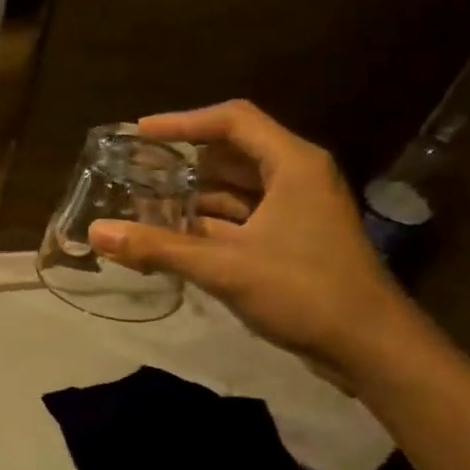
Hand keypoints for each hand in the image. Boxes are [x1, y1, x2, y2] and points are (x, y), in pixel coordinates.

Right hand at [87, 101, 424, 382]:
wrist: (372, 348)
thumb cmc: (304, 292)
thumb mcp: (224, 267)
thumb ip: (158, 247)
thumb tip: (96, 232)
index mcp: (292, 165)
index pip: (232, 120)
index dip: (183, 121)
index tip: (140, 132)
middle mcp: (296, 178)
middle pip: (232, 151)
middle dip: (184, 159)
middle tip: (137, 167)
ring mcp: (296, 210)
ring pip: (236, 187)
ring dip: (194, 193)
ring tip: (146, 201)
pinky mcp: (292, 240)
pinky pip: (242, 216)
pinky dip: (208, 221)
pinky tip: (174, 236)